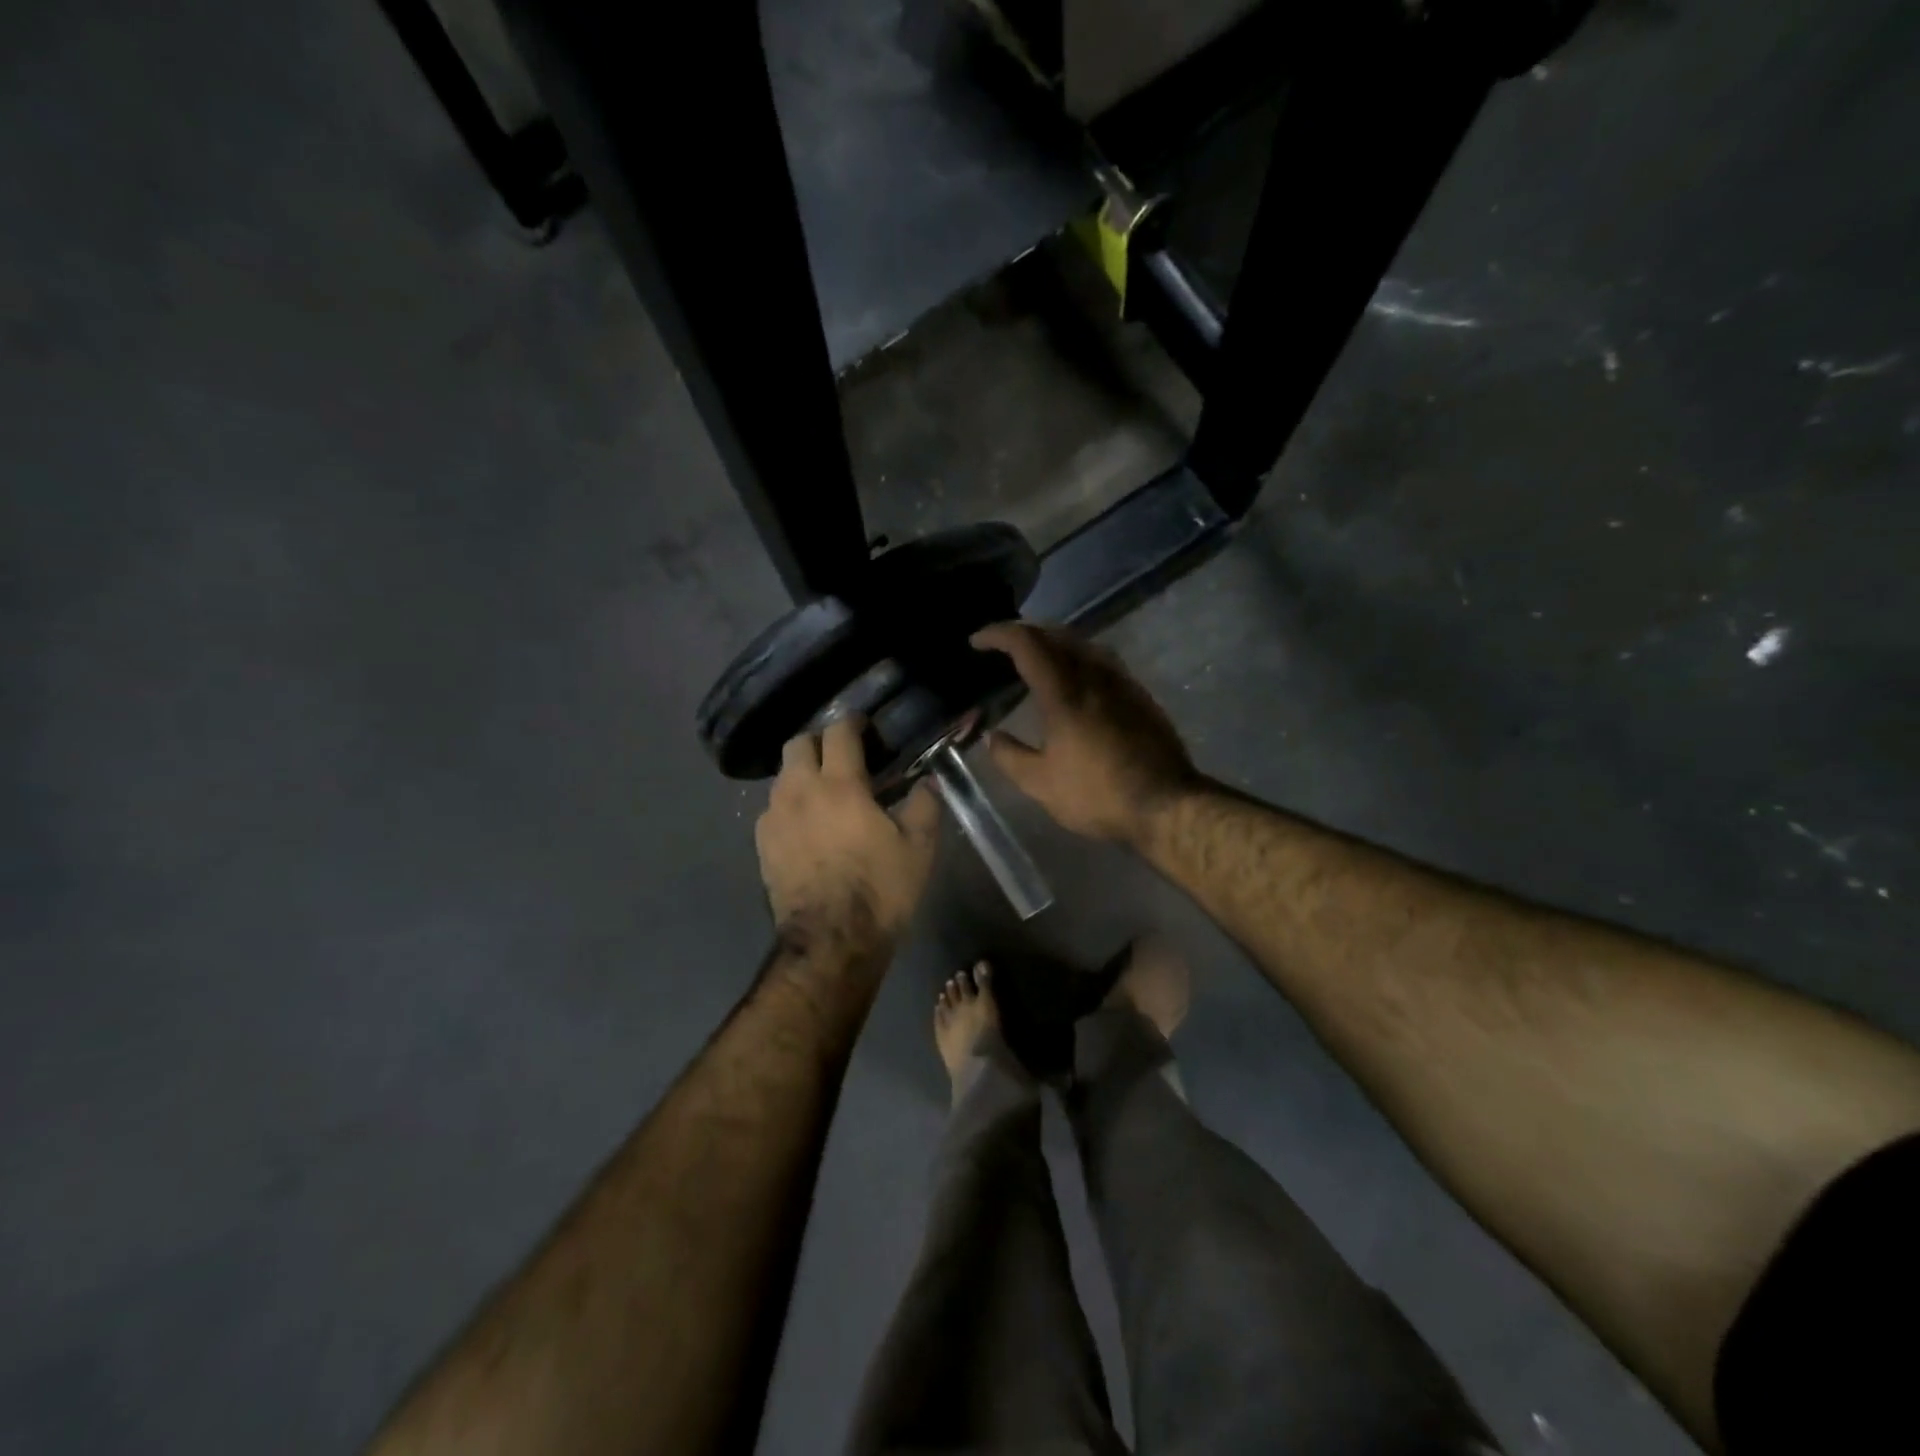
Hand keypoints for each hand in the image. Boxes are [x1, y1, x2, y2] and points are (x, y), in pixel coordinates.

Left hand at [756, 717, 941, 956]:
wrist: (831, 942)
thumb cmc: (880, 890)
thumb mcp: (919, 848)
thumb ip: (925, 805)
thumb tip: (928, 781)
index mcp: (840, 785)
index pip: (839, 732)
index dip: (853, 722)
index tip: (865, 727)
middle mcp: (799, 791)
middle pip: (797, 743)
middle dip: (819, 742)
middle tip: (842, 758)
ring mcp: (774, 817)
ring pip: (782, 776)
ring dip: (802, 773)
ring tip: (825, 793)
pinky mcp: (761, 844)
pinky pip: (773, 808)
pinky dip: (790, 805)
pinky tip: (807, 825)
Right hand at [972, 622, 1198, 846]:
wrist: (1167, 805)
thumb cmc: (1098, 795)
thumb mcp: (1041, 784)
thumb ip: (1010, 757)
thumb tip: (992, 737)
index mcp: (1064, 693)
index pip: (1027, 643)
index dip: (998, 634)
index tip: (977, 642)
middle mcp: (1093, 676)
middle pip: (1056, 634)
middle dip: (1025, 632)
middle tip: (1003, 646)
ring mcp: (1122, 682)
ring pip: (1083, 643)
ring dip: (1054, 641)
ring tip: (1037, 657)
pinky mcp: (1139, 695)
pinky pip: (1102, 659)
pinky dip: (1078, 656)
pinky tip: (1075, 678)